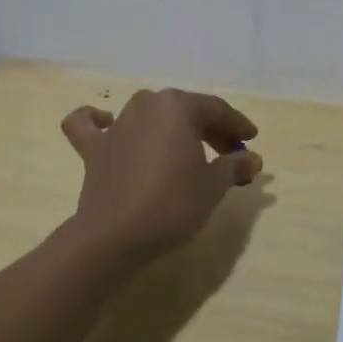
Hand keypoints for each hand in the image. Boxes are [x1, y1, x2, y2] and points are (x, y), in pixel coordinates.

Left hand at [59, 88, 262, 265]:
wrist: (114, 236)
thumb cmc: (172, 203)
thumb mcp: (213, 186)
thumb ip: (233, 166)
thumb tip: (252, 159)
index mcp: (177, 106)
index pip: (216, 109)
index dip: (237, 125)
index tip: (251, 140)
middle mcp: (146, 105)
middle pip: (185, 111)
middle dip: (210, 130)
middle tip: (229, 154)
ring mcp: (117, 125)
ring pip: (149, 115)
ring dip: (169, 128)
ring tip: (185, 150)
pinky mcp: (93, 149)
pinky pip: (90, 126)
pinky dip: (96, 121)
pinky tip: (106, 123)